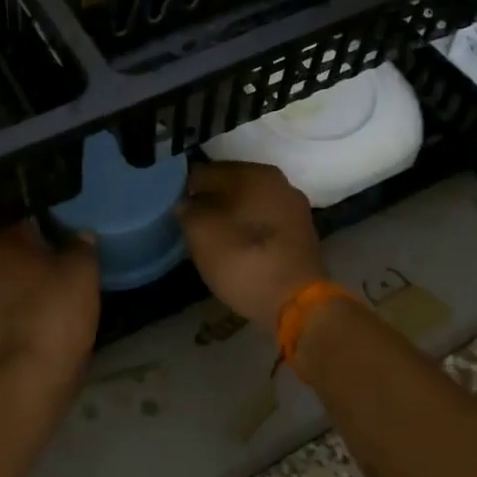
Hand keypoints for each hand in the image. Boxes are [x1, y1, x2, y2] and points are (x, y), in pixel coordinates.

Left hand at [0, 222, 100, 377]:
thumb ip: (82, 245)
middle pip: (19, 246)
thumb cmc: (56, 310)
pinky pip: (15, 299)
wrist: (34, 372)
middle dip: (42, 247)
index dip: (50, 218)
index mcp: (3, 242)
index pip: (26, 217)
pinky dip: (32, 298)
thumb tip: (81, 235)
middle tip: (72, 248)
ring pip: (16, 274)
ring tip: (66, 275)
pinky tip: (55, 302)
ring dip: (37, 275)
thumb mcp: (82, 270)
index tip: (71, 223)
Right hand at [175, 160, 327, 332]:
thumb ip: (188, 210)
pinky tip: (235, 249)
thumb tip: (187, 204)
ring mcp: (294, 210)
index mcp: (256, 173)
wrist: (297, 304)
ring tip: (210, 238)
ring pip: (249, 206)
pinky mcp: (301, 236)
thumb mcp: (201, 233)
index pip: (208, 171)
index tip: (175, 209)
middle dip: (210, 202)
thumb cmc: (244, 260)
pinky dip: (248, 232)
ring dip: (230, 217)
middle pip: (232, 186)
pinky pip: (264, 224)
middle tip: (190, 224)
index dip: (187, 189)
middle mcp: (280, 183)